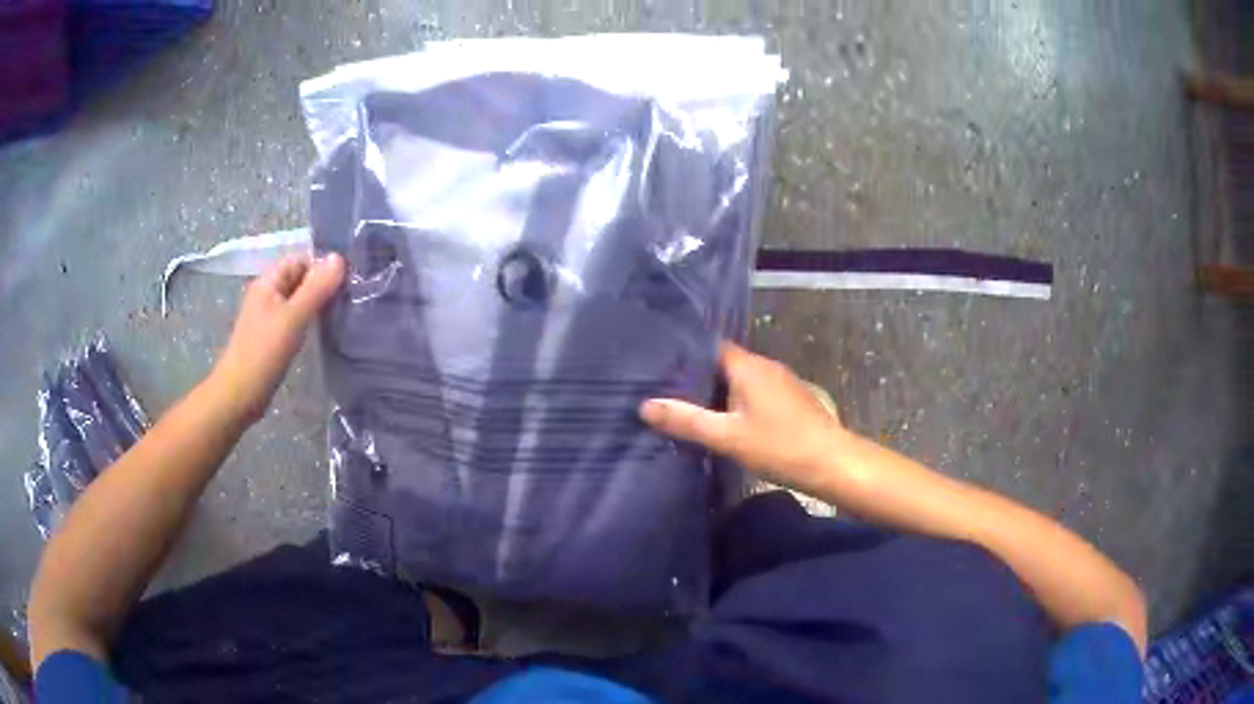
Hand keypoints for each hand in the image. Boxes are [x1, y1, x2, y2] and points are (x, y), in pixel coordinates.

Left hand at [209, 253, 345, 423]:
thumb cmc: (263, 354)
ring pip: (299, 299)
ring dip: (318, 303)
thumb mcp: (292, 318)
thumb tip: (340, 257)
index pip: (300, 259)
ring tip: (343, 311)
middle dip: (322, 283)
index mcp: (268, 282)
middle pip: (300, 277)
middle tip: (351, 296)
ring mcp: (269, 316)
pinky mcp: (273, 336)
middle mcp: (268, 293)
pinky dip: (310, 320)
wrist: (239, 396)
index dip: (322, 264)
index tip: (348, 278)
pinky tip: (324, 330)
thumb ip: (316, 288)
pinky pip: (296, 318)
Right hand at [640, 342, 845, 492]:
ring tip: (687, 407)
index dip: (683, 355)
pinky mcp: (790, 400)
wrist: (833, 463)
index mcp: (748, 366)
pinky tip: (725, 421)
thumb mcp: (727, 437)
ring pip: (739, 379)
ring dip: (716, 391)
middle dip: (696, 376)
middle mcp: (765, 365)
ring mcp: (780, 382)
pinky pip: (754, 392)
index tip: (657, 367)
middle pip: (723, 363)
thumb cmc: (780, 446)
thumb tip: (645, 406)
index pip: (708, 346)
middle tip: (664, 391)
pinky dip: (736, 401)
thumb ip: (686, 421)